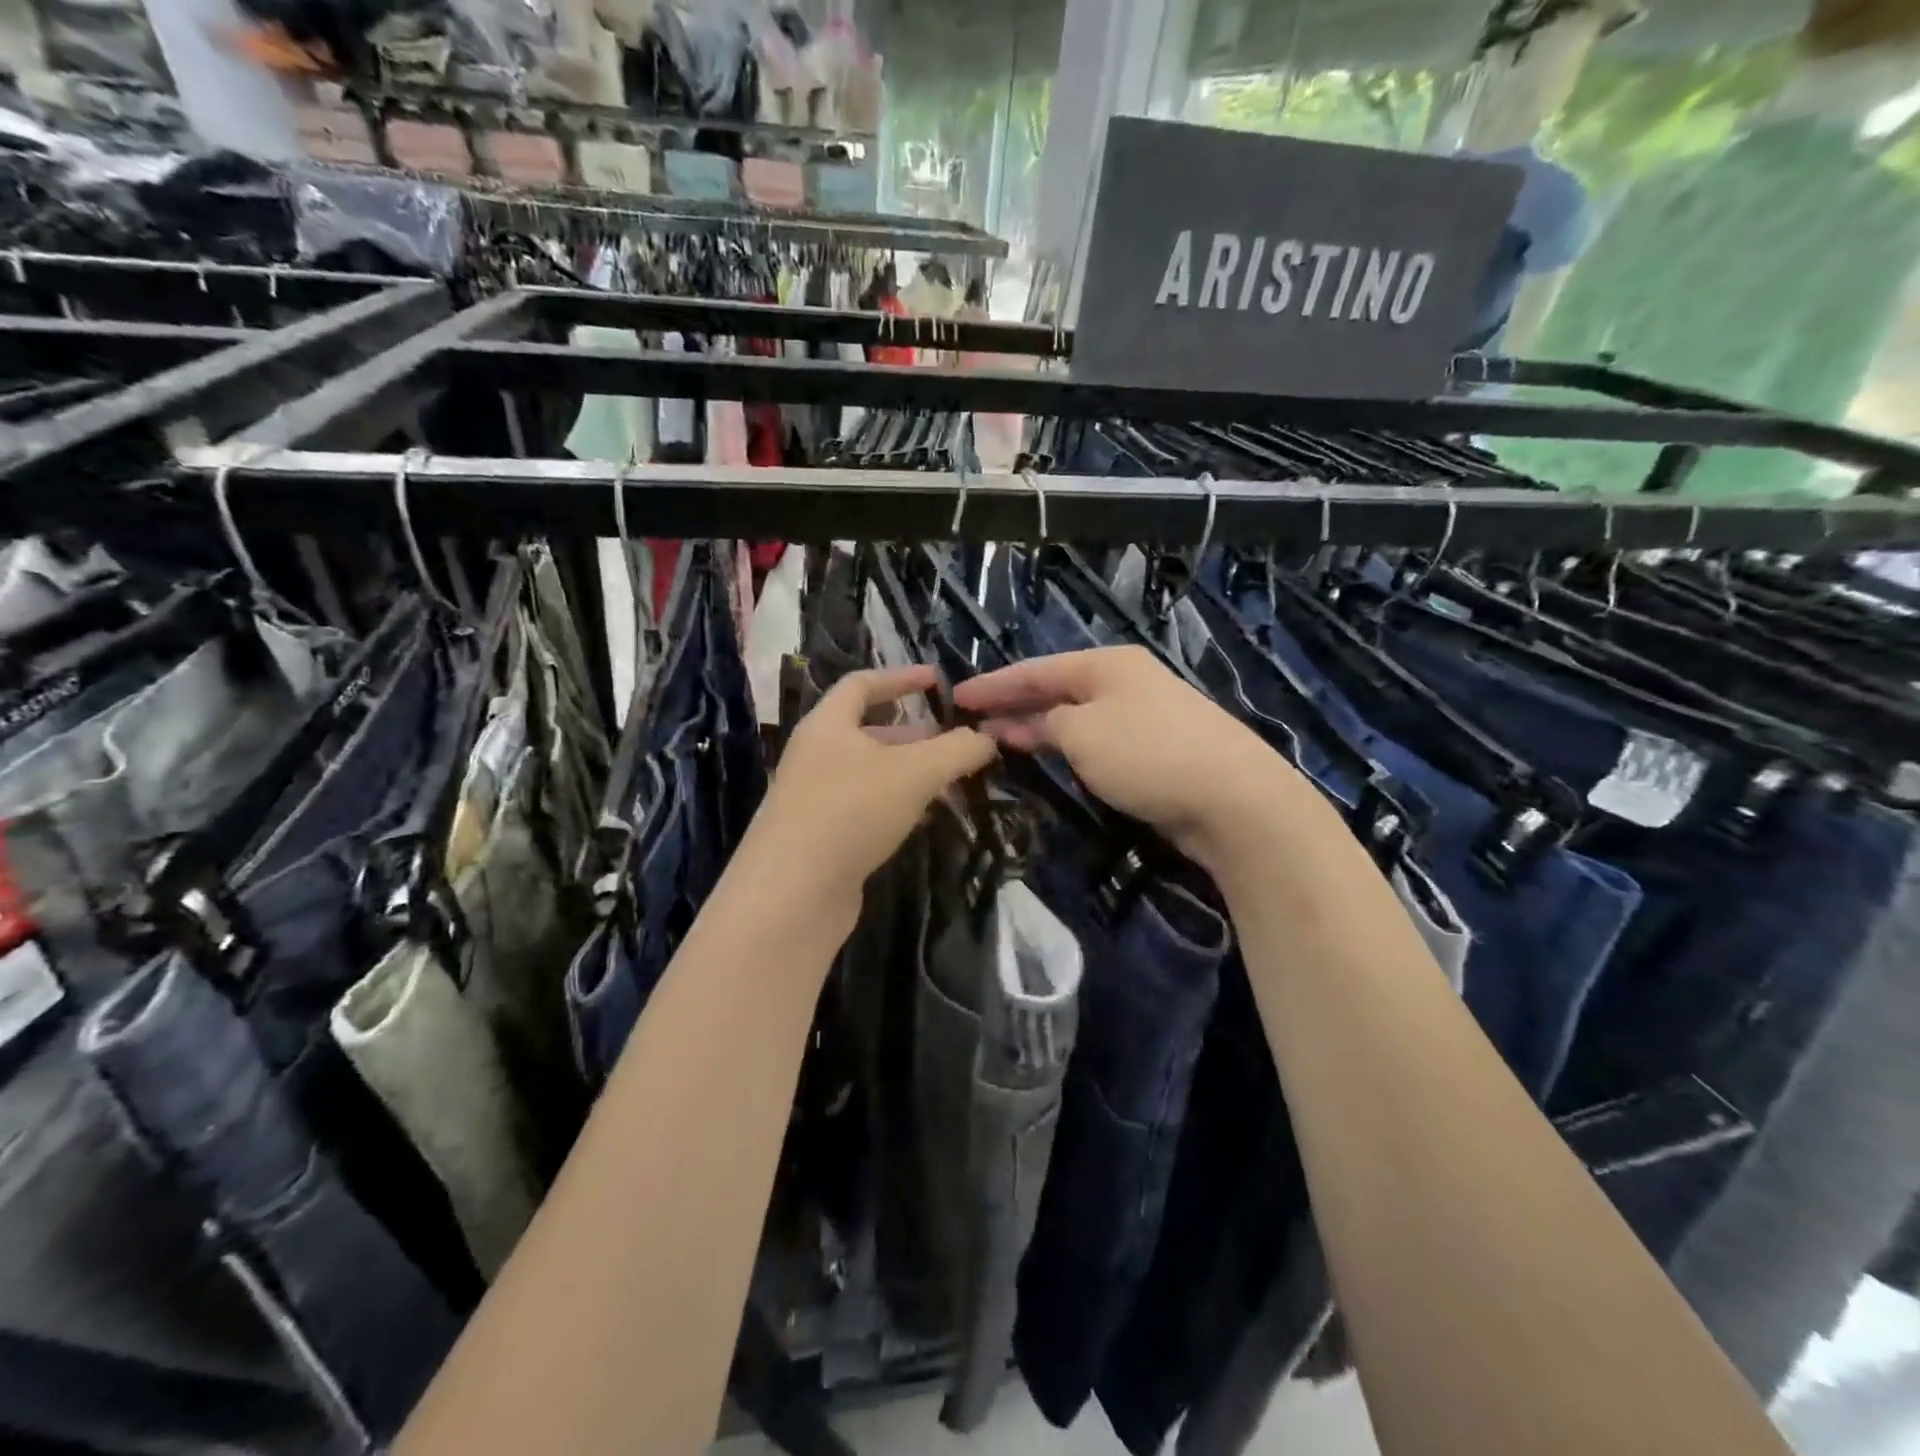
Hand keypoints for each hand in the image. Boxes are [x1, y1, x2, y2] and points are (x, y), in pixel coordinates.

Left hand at [746, 665, 995, 914]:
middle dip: (914, 733)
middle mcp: (815, 756)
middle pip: (868, 731)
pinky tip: (923, 817)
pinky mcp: (820, 837)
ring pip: (870, 773)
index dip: (901, 677)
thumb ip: (957, 750)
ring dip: (909, 771)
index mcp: (827, 725)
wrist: (793, 893)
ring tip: (950, 779)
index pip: (861, 684)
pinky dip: (896, 804)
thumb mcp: (915, 773)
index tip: (938, 679)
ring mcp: (815, 798)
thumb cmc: (852, 812)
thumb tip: (986, 738)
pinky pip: (864, 807)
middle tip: (956, 740)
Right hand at [951, 645, 1302, 873]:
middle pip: (1056, 689)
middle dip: (1013, 703)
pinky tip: (1048, 757)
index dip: (994, 683)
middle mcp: (1125, 682)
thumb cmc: (1148, 754)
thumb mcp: (1083, 733)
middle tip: (970, 720)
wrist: (1233, 798)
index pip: (1036, 669)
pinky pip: (1095, 741)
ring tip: (998, 739)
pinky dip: (1066, 747)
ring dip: (1037, 727)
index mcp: (1107, 664)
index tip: (955, 696)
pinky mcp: (1154, 750)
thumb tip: (1033, 724)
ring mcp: (1143, 715)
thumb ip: (1048, 723)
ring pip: (1076, 716)